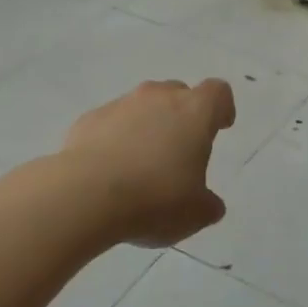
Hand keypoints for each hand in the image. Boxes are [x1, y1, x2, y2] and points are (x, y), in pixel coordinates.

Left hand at [61, 79, 236, 246]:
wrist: (86, 195)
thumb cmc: (155, 199)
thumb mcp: (195, 213)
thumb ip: (207, 204)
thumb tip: (209, 204)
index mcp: (194, 112)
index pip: (217, 92)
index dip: (221, 108)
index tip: (220, 127)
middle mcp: (158, 98)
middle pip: (178, 93)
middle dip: (182, 115)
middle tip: (180, 149)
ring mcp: (120, 105)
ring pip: (142, 106)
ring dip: (147, 126)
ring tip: (141, 164)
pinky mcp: (88, 119)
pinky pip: (110, 123)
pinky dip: (115, 139)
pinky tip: (110, 171)